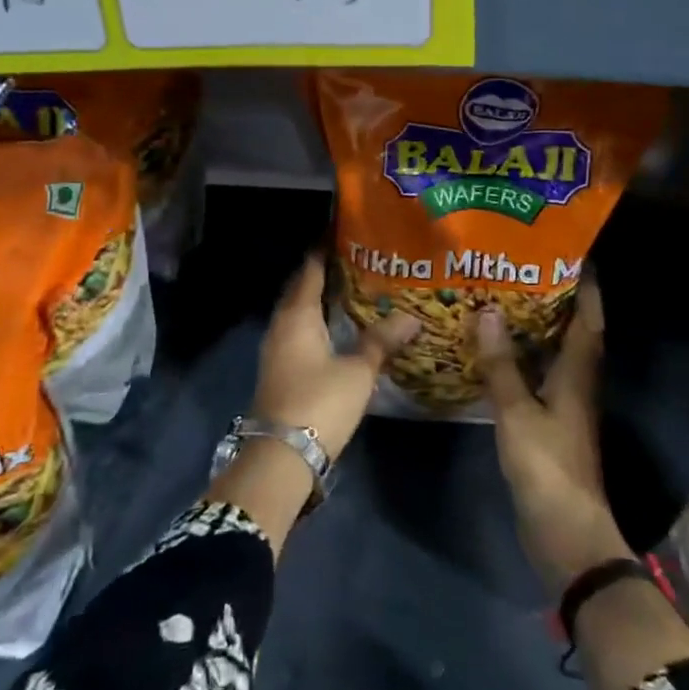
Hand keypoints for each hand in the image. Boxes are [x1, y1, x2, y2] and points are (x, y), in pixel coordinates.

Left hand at [253, 254, 420, 460]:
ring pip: (299, 312)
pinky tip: (339, 328)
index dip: (325, 250)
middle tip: (358, 261)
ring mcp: (277, 348)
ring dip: (321, 300)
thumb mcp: (358, 371)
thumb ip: (382, 341)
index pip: (310, 270)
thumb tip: (411, 318)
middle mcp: (282, 324)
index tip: (344, 234)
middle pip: (302, 289)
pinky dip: (317, 322)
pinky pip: (299, 332)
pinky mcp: (280, 369)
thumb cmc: (319, 402)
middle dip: (325, 274)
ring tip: (353, 291)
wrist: (281, 455)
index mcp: (298, 314)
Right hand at [479, 281, 631, 596]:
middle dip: (556, 300)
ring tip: (506, 300)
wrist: (566, 534)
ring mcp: (566, 406)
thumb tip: (489, 312)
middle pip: (573, 332)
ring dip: (538, 328)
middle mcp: (578, 383)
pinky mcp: (552, 424)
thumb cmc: (547, 467)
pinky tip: (498, 352)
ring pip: (555, 354)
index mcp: (578, 374)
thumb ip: (502, 364)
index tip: (572, 254)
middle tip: (524, 269)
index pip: (588, 319)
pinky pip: (540, 377)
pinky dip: (524, 359)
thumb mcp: (517, 412)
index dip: (586, 287)